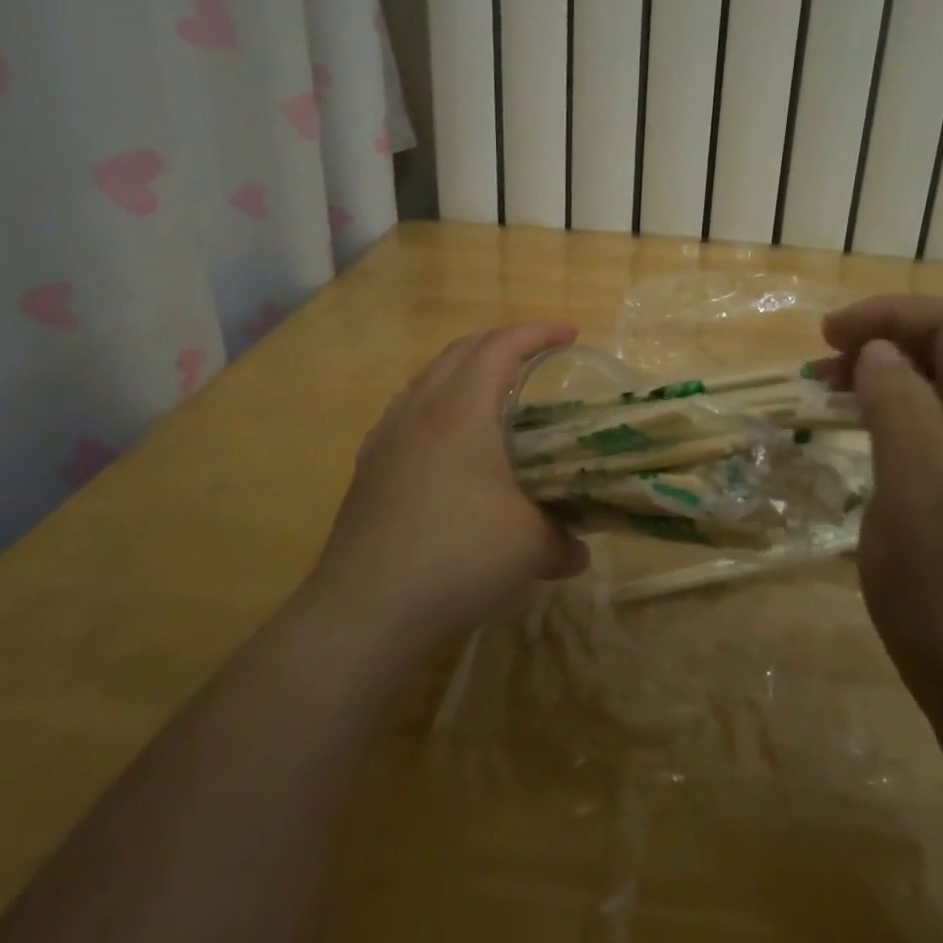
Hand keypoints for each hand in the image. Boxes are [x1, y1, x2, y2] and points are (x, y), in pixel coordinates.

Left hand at [309, 322, 589, 654]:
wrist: (364, 610)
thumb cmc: (457, 556)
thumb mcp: (528, 545)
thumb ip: (562, 540)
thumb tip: (578, 553)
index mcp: (460, 409)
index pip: (501, 347)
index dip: (539, 333)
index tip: (572, 334)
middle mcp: (419, 410)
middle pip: (460, 352)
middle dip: (502, 343)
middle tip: (537, 357)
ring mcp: (386, 438)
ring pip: (427, 380)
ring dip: (465, 372)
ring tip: (493, 394)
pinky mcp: (368, 469)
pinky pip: (407, 414)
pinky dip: (437, 407)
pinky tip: (449, 444)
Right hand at [822, 297, 942, 707]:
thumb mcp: (916, 487)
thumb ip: (899, 406)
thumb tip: (878, 352)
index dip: (890, 315)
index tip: (829, 334)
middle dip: (884, 340)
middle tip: (821, 361)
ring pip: (939, 390)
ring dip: (883, 376)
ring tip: (827, 389)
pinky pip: (933, 429)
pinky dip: (891, 414)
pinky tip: (859, 431)